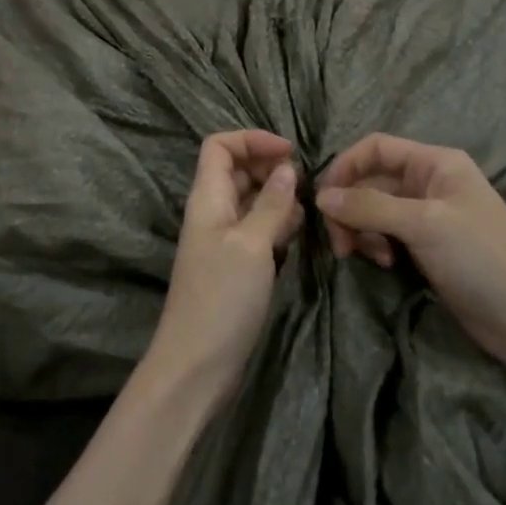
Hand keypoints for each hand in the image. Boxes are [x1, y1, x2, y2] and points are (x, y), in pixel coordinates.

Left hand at [145, 131, 301, 402]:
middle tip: (307, 186)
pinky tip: (298, 237)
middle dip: (272, 169)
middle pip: (238, 170)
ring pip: (253, 200)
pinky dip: (278, 226)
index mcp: (207, 198)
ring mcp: (224, 239)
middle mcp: (213, 212)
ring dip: (279, 199)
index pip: (220, 145)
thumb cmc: (221, 298)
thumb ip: (271, 204)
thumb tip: (287, 168)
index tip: (290, 153)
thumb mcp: (251, 245)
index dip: (252, 140)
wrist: (197, 365)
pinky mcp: (236, 265)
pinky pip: (258, 230)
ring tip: (308, 212)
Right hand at [316, 134, 505, 370]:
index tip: (324, 200)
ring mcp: (429, 216)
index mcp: (435, 163)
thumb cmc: (481, 257)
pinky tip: (384, 264)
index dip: (345, 167)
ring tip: (369, 257)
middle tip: (341, 243)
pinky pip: (387, 234)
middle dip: (350, 208)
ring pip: (374, 210)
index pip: (375, 147)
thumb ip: (369, 206)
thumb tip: (321, 197)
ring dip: (362, 230)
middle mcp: (430, 183)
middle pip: (370, 181)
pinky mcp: (427, 247)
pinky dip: (377, 245)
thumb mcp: (423, 224)